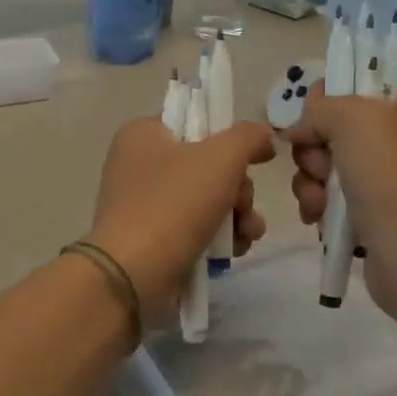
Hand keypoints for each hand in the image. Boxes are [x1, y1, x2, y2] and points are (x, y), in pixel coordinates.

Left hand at [88, 116, 274, 327]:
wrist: (133, 275)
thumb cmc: (174, 204)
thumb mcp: (221, 157)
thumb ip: (248, 136)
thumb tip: (263, 138)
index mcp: (143, 133)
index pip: (196, 121)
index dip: (229, 137)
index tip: (254, 158)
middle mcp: (139, 164)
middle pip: (208, 164)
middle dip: (238, 188)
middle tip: (243, 204)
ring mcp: (143, 204)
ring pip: (207, 199)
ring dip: (237, 215)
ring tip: (247, 233)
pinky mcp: (152, 239)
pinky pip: (195, 228)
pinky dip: (219, 237)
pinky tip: (235, 251)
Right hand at [287, 85, 396, 320]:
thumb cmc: (392, 180)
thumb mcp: (354, 119)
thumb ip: (320, 107)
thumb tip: (301, 128)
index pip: (354, 82)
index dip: (325, 99)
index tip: (313, 121)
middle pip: (331, 126)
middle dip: (313, 148)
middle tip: (321, 167)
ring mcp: (386, 177)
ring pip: (324, 163)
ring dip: (310, 181)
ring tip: (319, 203)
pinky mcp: (371, 212)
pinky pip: (329, 196)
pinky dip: (318, 206)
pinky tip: (319, 220)